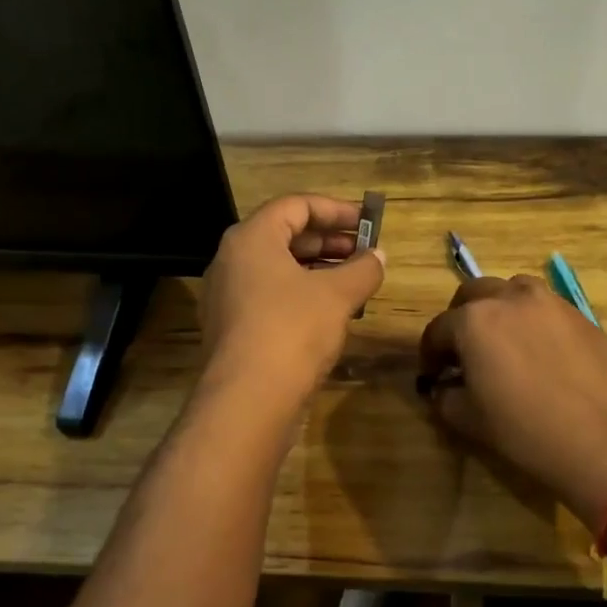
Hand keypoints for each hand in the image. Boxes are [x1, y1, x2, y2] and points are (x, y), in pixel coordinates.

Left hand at [199, 194, 384, 408]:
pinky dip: (302, 294)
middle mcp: (232, 260)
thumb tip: (378, 257)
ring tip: (355, 282)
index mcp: (251, 239)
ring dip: (318, 270)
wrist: (247, 401)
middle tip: (365, 252)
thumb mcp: (337, 295)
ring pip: (278, 269)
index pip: (295, 205)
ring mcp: (228, 296)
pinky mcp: (232, 328)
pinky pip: (270, 296)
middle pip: (285, 235)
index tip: (367, 222)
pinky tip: (331, 313)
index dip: (335, 210)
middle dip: (329, 242)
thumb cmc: (292, 330)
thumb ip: (363, 269)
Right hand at [419, 275, 606, 521]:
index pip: (438, 329)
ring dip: (499, 308)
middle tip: (463, 350)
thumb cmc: (527, 432)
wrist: (605, 444)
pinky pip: (546, 308)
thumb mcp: (470, 420)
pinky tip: (541, 352)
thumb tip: (444, 386)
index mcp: (474, 320)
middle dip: (460, 318)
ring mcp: (550, 302)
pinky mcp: (582, 314)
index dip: (429, 353)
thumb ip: (445, 396)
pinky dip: (532, 320)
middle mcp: (510, 298)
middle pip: (473, 294)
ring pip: (513, 290)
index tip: (432, 374)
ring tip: (503, 340)